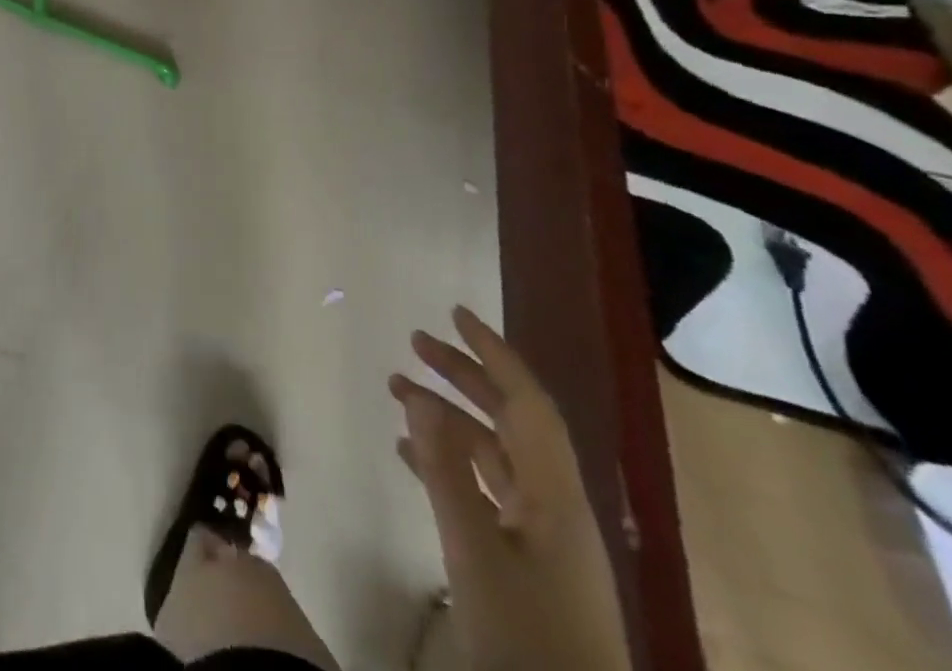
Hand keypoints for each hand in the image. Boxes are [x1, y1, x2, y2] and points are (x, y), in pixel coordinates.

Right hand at [391, 307, 630, 670]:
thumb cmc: (528, 640)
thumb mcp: (475, 552)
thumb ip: (445, 471)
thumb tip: (419, 396)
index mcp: (555, 496)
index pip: (526, 403)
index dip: (492, 353)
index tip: (452, 313)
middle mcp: (555, 505)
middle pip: (510, 421)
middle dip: (464, 377)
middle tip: (413, 343)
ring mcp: (543, 536)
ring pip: (493, 453)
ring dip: (448, 418)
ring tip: (396, 390)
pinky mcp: (529, 563)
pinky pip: (486, 489)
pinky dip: (449, 463)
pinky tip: (409, 455)